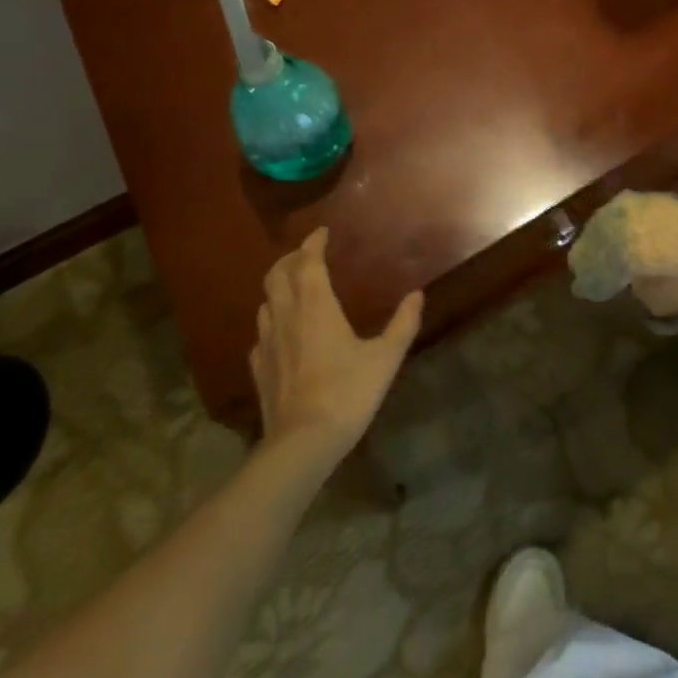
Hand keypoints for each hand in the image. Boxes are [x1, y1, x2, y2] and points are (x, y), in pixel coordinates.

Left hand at [251, 229, 422, 461]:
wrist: (302, 445)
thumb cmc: (347, 393)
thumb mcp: (385, 358)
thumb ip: (402, 324)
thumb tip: (417, 295)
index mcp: (316, 306)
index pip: (307, 261)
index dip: (313, 243)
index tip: (323, 232)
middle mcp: (287, 317)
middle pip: (276, 275)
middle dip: (290, 259)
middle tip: (308, 255)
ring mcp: (267, 344)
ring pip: (265, 302)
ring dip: (279, 288)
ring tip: (296, 288)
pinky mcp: (259, 369)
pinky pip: (261, 333)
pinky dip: (272, 321)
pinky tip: (283, 332)